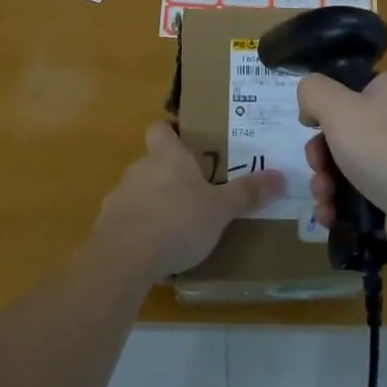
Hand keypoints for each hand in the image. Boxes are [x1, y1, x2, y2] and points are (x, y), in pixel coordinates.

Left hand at [91, 120, 282, 281]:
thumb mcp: (220, 209)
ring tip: (178, 227)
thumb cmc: (177, 221)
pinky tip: (155, 251)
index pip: (161, 128)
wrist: (123, 258)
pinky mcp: (107, 226)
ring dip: (154, 204)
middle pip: (153, 162)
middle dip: (171, 175)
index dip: (171, 132)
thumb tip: (280, 176)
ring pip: (139, 192)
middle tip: (196, 192)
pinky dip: (140, 230)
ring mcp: (119, 197)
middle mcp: (140, 169)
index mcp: (167, 156)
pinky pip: (127, 221)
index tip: (187, 143)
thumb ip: (247, 193)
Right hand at [299, 72, 386, 269]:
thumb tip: (310, 106)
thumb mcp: (338, 108)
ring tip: (323, 199)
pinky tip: (331, 216)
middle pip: (344, 131)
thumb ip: (313, 91)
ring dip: (326, 182)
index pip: (349, 90)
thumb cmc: (384, 150)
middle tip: (317, 169)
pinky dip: (342, 203)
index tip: (310, 128)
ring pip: (349, 164)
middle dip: (320, 154)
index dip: (324, 109)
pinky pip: (363, 192)